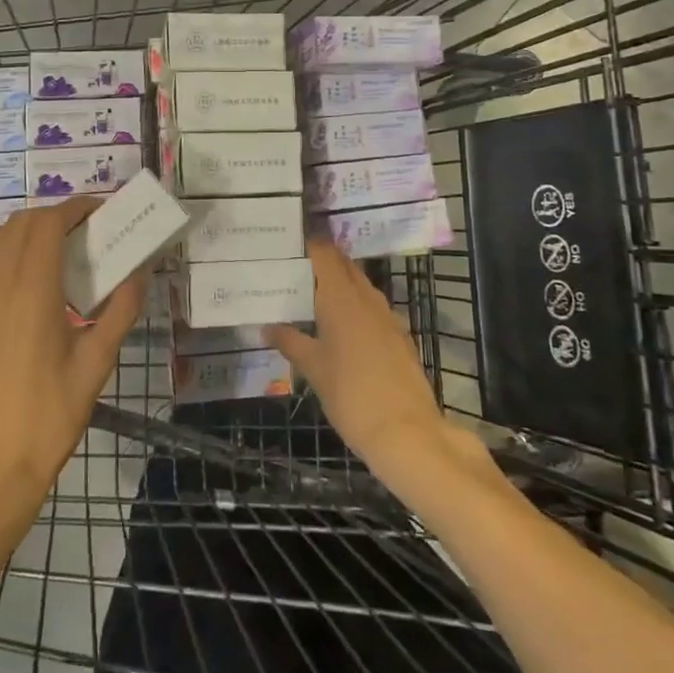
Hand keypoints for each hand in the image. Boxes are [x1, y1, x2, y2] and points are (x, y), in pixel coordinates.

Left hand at [0, 199, 146, 513]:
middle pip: (21, 223)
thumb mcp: (96, 365)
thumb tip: (141, 273)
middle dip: (55, 214)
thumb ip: (120, 313)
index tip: (101, 210)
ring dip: (29, 228)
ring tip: (61, 246)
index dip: (74, 208)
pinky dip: (11, 249)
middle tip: (87, 229)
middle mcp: (1, 286)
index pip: (47, 225)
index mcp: (32, 293)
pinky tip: (37, 278)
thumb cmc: (51, 416)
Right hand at [264, 240, 475, 480]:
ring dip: (341, 284)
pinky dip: (356, 306)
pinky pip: (373, 308)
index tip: (291, 241)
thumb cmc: (350, 394)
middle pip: (345, 265)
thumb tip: (267, 327)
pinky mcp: (400, 336)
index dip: (310, 243)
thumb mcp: (313, 369)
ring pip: (361, 286)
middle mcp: (366, 298)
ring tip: (314, 296)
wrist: (406, 432)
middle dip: (324, 261)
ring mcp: (388, 316)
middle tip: (296, 268)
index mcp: (341, 298)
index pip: (325, 254)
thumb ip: (290, 342)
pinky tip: (342, 326)